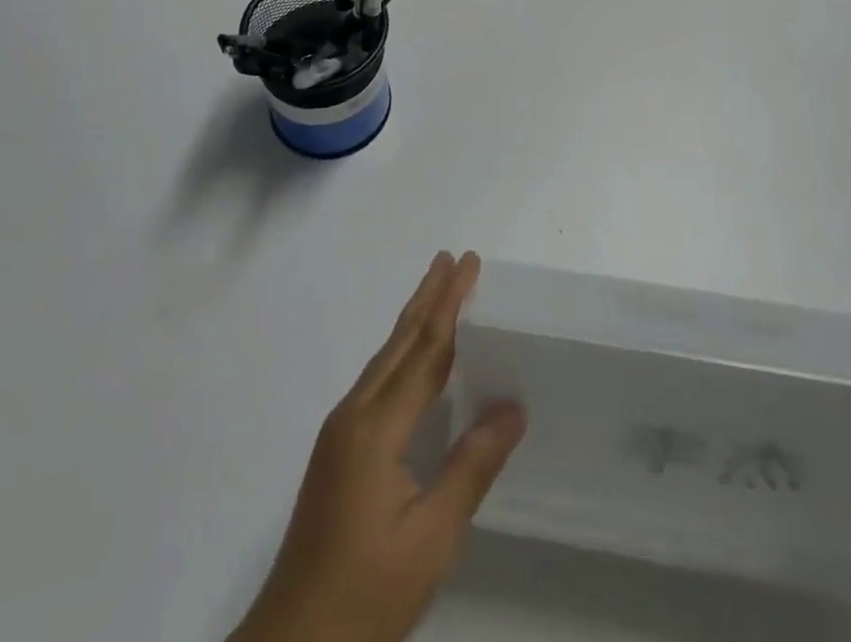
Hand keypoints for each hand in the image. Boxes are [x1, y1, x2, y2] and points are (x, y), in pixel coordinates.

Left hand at [229, 251, 525, 641]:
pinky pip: (376, 381)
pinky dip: (401, 353)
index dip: (449, 305)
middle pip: (399, 342)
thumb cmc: (368, 592)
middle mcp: (354, 414)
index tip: (467, 264)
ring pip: (384, 359)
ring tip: (436, 290)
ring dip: (413, 321)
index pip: (424, 351)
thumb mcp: (431, 537)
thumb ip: (471, 465)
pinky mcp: (337, 448)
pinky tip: (412, 359)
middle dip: (428, 297)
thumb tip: (514, 407)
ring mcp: (340, 430)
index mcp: (376, 427)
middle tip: (452, 258)